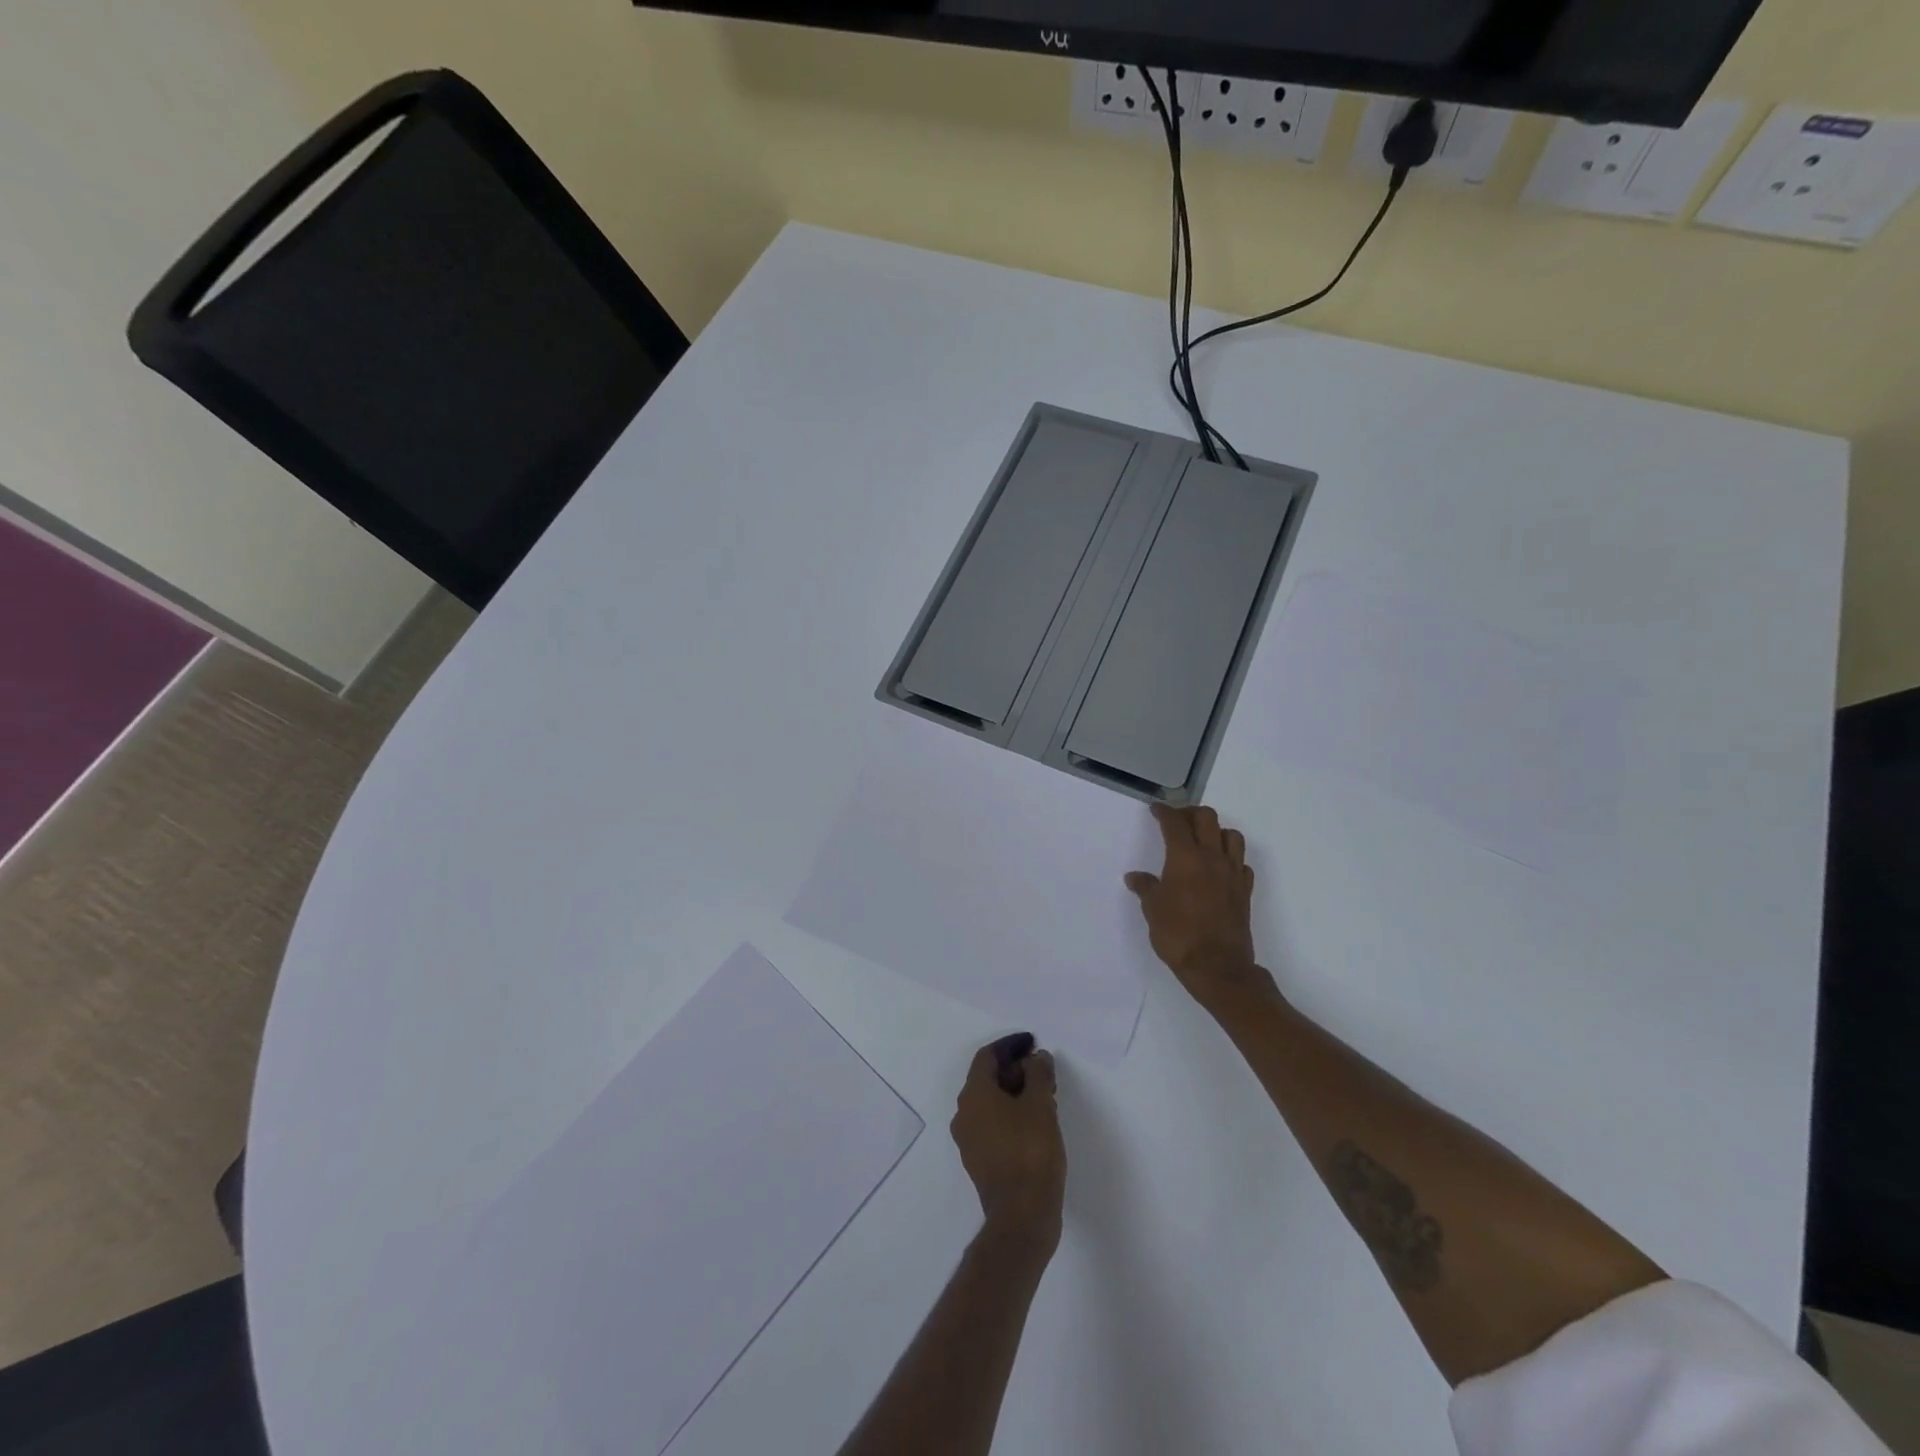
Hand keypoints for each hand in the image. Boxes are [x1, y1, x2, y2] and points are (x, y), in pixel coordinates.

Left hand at [950, 1035, 1065, 1250]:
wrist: (1021, 1217)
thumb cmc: (1030, 1152)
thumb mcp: (1040, 1105)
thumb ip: (1038, 1074)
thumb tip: (1037, 1058)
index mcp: (973, 1095)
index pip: (987, 1056)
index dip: (1011, 1045)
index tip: (1033, 1043)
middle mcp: (965, 1114)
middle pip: (988, 1079)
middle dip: (1017, 1069)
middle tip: (1044, 1071)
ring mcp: (970, 1141)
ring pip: (992, 1103)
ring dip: (1016, 1093)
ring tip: (1046, 1095)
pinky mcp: (981, 1162)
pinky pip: (994, 1125)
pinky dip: (1013, 1114)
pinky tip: (1038, 1121)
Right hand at [1125, 804, 1278, 1012]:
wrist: (1217, 966)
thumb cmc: (1178, 935)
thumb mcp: (1152, 910)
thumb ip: (1145, 888)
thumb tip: (1135, 877)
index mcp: (1185, 857)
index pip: (1175, 823)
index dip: (1164, 812)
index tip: (1156, 810)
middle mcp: (1212, 858)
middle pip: (1207, 818)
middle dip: (1190, 814)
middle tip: (1177, 822)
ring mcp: (1232, 873)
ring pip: (1231, 836)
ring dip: (1216, 832)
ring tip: (1202, 842)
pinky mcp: (1244, 890)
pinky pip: (1241, 862)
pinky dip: (1231, 858)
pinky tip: (1219, 869)